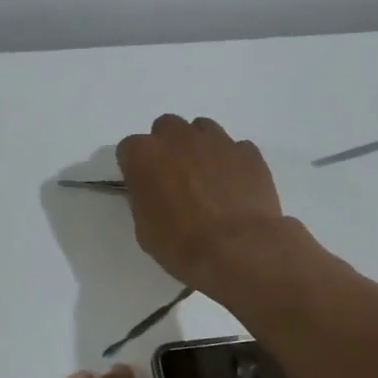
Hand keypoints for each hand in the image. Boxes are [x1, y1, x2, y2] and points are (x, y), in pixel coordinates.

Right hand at [116, 115, 286, 291]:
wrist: (239, 249)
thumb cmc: (182, 245)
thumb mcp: (145, 229)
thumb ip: (145, 199)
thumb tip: (154, 193)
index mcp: (144, 155)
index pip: (129, 148)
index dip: (136, 167)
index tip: (143, 185)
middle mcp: (178, 138)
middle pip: (166, 128)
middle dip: (168, 147)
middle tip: (175, 177)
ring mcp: (216, 140)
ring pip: (202, 130)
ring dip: (199, 147)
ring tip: (207, 178)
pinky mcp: (248, 151)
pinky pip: (234, 148)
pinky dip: (231, 162)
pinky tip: (235, 187)